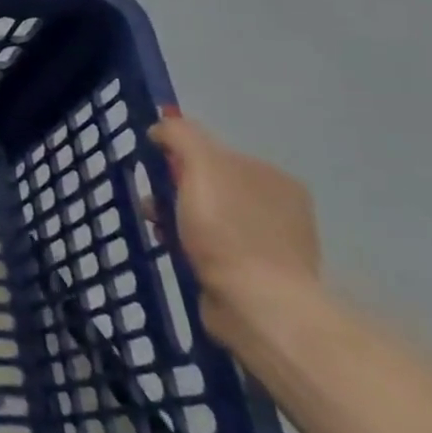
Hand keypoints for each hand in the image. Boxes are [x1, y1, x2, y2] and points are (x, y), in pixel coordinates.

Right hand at [147, 114, 320, 345]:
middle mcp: (279, 208)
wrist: (256, 305)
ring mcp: (271, 245)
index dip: (180, 158)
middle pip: (211, 186)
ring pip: (209, 218)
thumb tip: (162, 127)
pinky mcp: (257, 277)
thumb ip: (180, 135)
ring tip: (159, 231)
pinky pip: (214, 249)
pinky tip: (177, 253)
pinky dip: (191, 247)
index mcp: (274, 178)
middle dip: (175, 191)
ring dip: (178, 219)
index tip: (156, 172)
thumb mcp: (200, 165)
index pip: (216, 154)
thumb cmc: (228, 230)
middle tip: (152, 204)